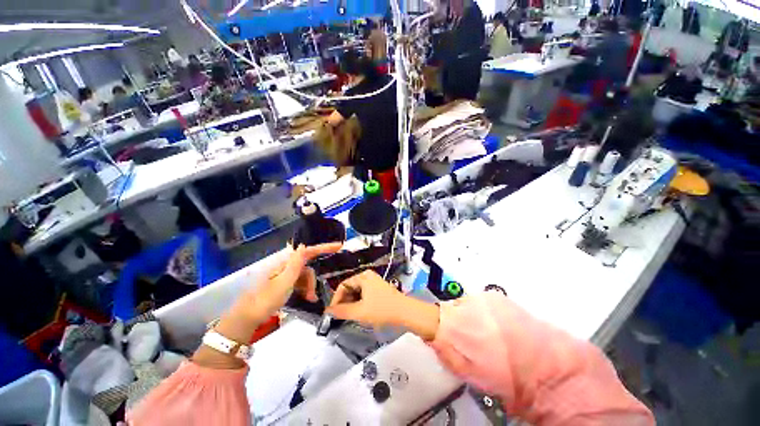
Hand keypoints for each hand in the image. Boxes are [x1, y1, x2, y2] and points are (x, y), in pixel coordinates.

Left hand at [193, 243, 340, 368]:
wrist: (247, 317)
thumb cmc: (266, 299)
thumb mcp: (284, 282)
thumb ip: (296, 264)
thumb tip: (304, 245)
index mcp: (285, 263)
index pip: (308, 251)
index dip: (324, 247)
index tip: (339, 246)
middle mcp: (285, 266)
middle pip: (307, 267)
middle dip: (313, 280)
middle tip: (313, 296)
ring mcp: (284, 275)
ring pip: (304, 276)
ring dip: (309, 287)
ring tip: (309, 300)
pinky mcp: (283, 283)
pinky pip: (299, 283)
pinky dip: (304, 289)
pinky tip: (305, 298)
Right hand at [327, 270, 440, 339]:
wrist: (405, 312)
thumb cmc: (382, 309)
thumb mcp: (359, 312)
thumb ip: (341, 311)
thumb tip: (328, 311)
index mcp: (363, 276)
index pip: (343, 285)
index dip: (336, 299)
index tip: (332, 313)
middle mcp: (368, 276)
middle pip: (350, 288)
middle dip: (344, 302)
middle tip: (340, 316)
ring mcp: (374, 282)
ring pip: (357, 292)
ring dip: (351, 304)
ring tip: (350, 316)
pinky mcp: (378, 289)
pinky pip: (364, 294)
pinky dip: (359, 303)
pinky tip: (360, 313)